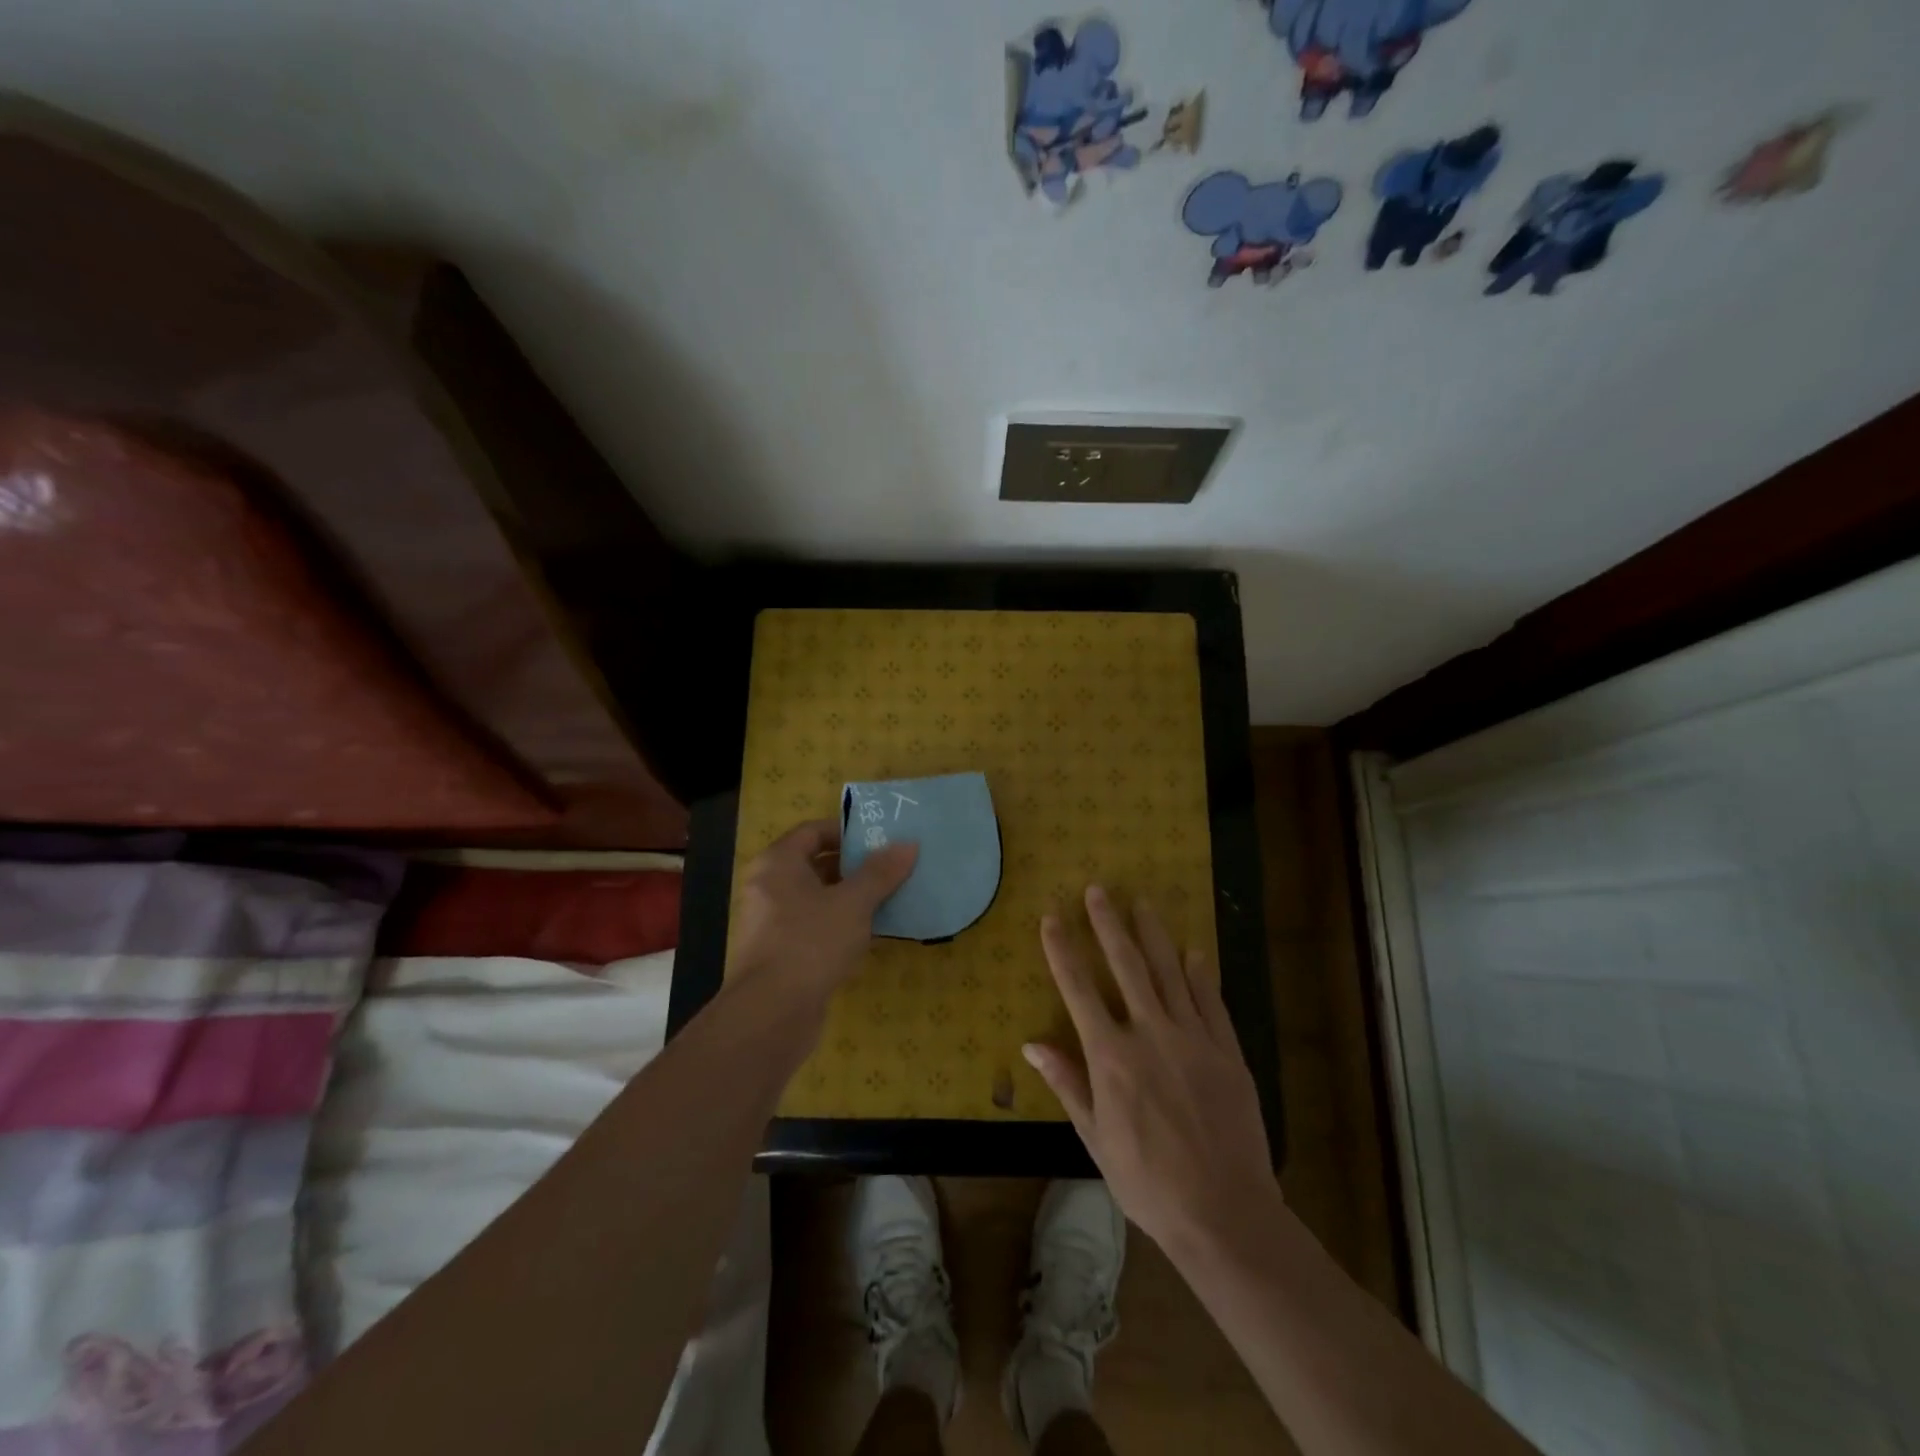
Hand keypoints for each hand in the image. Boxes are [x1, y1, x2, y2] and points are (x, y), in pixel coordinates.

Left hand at [726, 819, 916, 1008]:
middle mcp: (769, 887)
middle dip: (854, 866)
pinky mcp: (782, 954)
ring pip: (817, 898)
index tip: (880, 838)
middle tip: (893, 867)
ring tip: (891, 896)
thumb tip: (908, 844)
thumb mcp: (853, 903)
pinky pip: (815, 927)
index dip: (846, 831)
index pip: (813, 831)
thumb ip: (880, 872)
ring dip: (851, 897)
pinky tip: (871, 933)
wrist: (771, 1014)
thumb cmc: (810, 942)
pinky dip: (841, 924)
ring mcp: (773, 923)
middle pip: (815, 864)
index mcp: (778, 864)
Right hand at [1024, 886, 1278, 1257]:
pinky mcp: (1227, 1051)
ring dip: (1153, 935)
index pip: (1078, 989)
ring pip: (1169, 972)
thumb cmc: (1148, 1182)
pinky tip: (1193, 951)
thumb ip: (1067, 1084)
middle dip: (1108, 924)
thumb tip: (1032, 1044)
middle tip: (1099, 889)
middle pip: (1126, 965)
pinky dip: (1200, 974)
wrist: (1224, 1213)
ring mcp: (1193, 1038)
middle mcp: (1150, 1034)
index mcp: (1111, 1057)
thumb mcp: (1096, 1139)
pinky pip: (1210, 1001)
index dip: (1062, 950)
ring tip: (1142, 903)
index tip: (1052, 916)